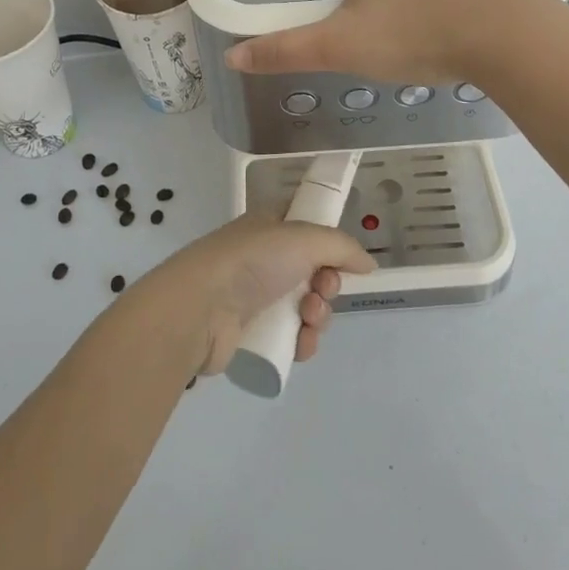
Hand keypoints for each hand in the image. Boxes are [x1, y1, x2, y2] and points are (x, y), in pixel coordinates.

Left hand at [143, 210, 375, 375]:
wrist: (200, 309)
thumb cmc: (252, 261)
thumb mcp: (304, 238)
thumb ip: (342, 247)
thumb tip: (368, 264)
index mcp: (270, 226)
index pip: (308, 227)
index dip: (329, 243)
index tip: (342, 259)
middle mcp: (264, 258)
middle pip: (314, 271)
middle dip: (328, 284)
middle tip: (323, 290)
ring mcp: (256, 296)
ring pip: (306, 307)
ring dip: (318, 316)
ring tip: (308, 319)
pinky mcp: (252, 333)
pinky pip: (291, 337)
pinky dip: (303, 341)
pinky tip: (300, 343)